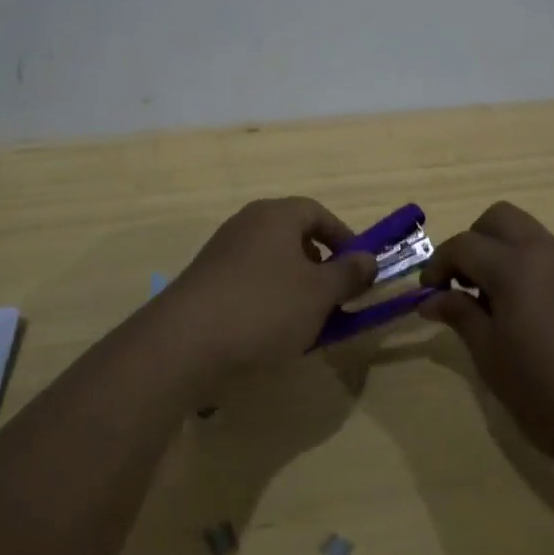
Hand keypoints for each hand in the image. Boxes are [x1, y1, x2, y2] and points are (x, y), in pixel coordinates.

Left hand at [156, 198, 377, 381]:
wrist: (185, 342)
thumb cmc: (264, 308)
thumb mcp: (319, 294)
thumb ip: (349, 274)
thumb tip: (368, 259)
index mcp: (276, 215)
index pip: (318, 213)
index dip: (343, 238)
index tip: (358, 268)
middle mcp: (248, 223)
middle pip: (293, 236)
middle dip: (318, 266)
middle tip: (333, 298)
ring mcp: (222, 251)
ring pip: (271, 261)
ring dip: (293, 286)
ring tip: (304, 322)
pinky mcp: (205, 280)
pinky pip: (248, 281)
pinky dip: (266, 300)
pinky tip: (268, 333)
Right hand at [419, 202, 553, 479]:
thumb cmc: (550, 397)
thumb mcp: (493, 360)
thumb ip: (461, 317)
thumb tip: (432, 298)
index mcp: (514, 266)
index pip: (464, 244)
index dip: (439, 264)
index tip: (429, 292)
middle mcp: (547, 253)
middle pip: (500, 218)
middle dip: (475, 241)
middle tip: (465, 283)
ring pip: (532, 237)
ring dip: (507, 255)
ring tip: (501, 306)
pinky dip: (536, 273)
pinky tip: (540, 320)